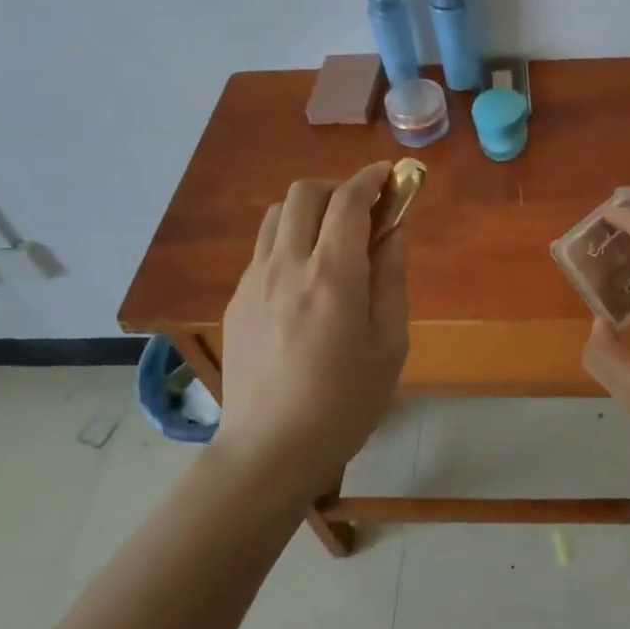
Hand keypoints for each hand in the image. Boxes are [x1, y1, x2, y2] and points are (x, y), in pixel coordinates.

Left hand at [218, 163, 409, 490]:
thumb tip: (393, 232)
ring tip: (332, 238)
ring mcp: (254, 281)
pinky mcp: (237, 300)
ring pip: (276, 214)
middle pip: (305, 193)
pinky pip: (263, 248)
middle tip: (364, 212)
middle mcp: (288, 265)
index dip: (371, 179)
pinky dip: (288, 239)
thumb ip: (392, 278)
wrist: (269, 451)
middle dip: (339, 188)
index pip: (348, 200)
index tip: (390, 177)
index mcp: (332, 275)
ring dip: (309, 210)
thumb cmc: (345, 402)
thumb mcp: (390, 343)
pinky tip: (304, 276)